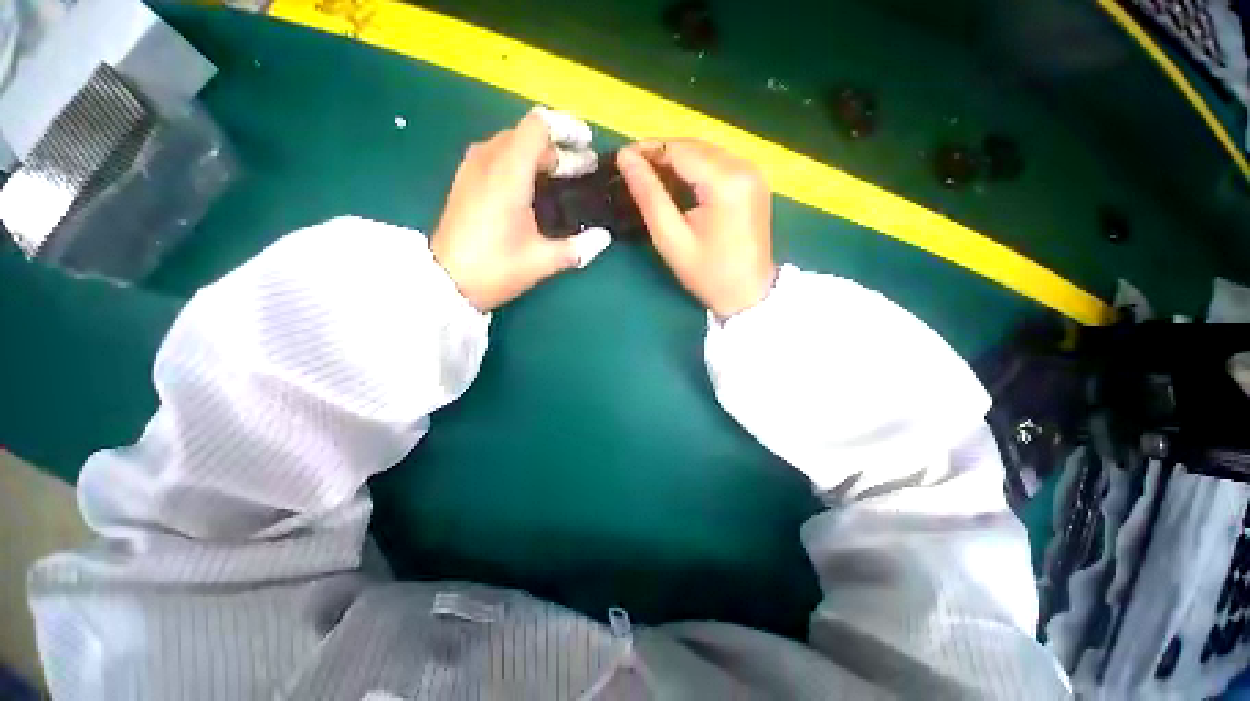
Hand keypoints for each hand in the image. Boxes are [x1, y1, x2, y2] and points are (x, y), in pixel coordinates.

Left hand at [431, 108, 611, 311]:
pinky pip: (496, 156)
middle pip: (527, 134)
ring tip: (561, 177)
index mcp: (508, 173)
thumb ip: (578, 247)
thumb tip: (604, 237)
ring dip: (539, 155)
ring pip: (510, 144)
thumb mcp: (543, 261)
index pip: (538, 126)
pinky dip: (520, 162)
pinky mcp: (464, 182)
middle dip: (559, 148)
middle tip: (583, 170)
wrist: (447, 284)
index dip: (567, 128)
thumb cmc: (496, 268)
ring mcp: (471, 170)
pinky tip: (531, 187)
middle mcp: (487, 161)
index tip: (588, 145)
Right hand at [616, 139, 774, 317]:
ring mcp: (753, 173)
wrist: (747, 294)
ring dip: (677, 160)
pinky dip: (695, 169)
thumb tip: (625, 158)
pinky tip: (678, 183)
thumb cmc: (707, 273)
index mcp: (725, 181)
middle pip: (693, 147)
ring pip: (705, 152)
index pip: (679, 150)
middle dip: (661, 154)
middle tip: (633, 170)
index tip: (621, 158)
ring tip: (651, 177)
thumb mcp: (671, 238)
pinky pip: (718, 164)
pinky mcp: (754, 182)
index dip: (647, 150)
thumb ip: (648, 195)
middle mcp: (743, 167)